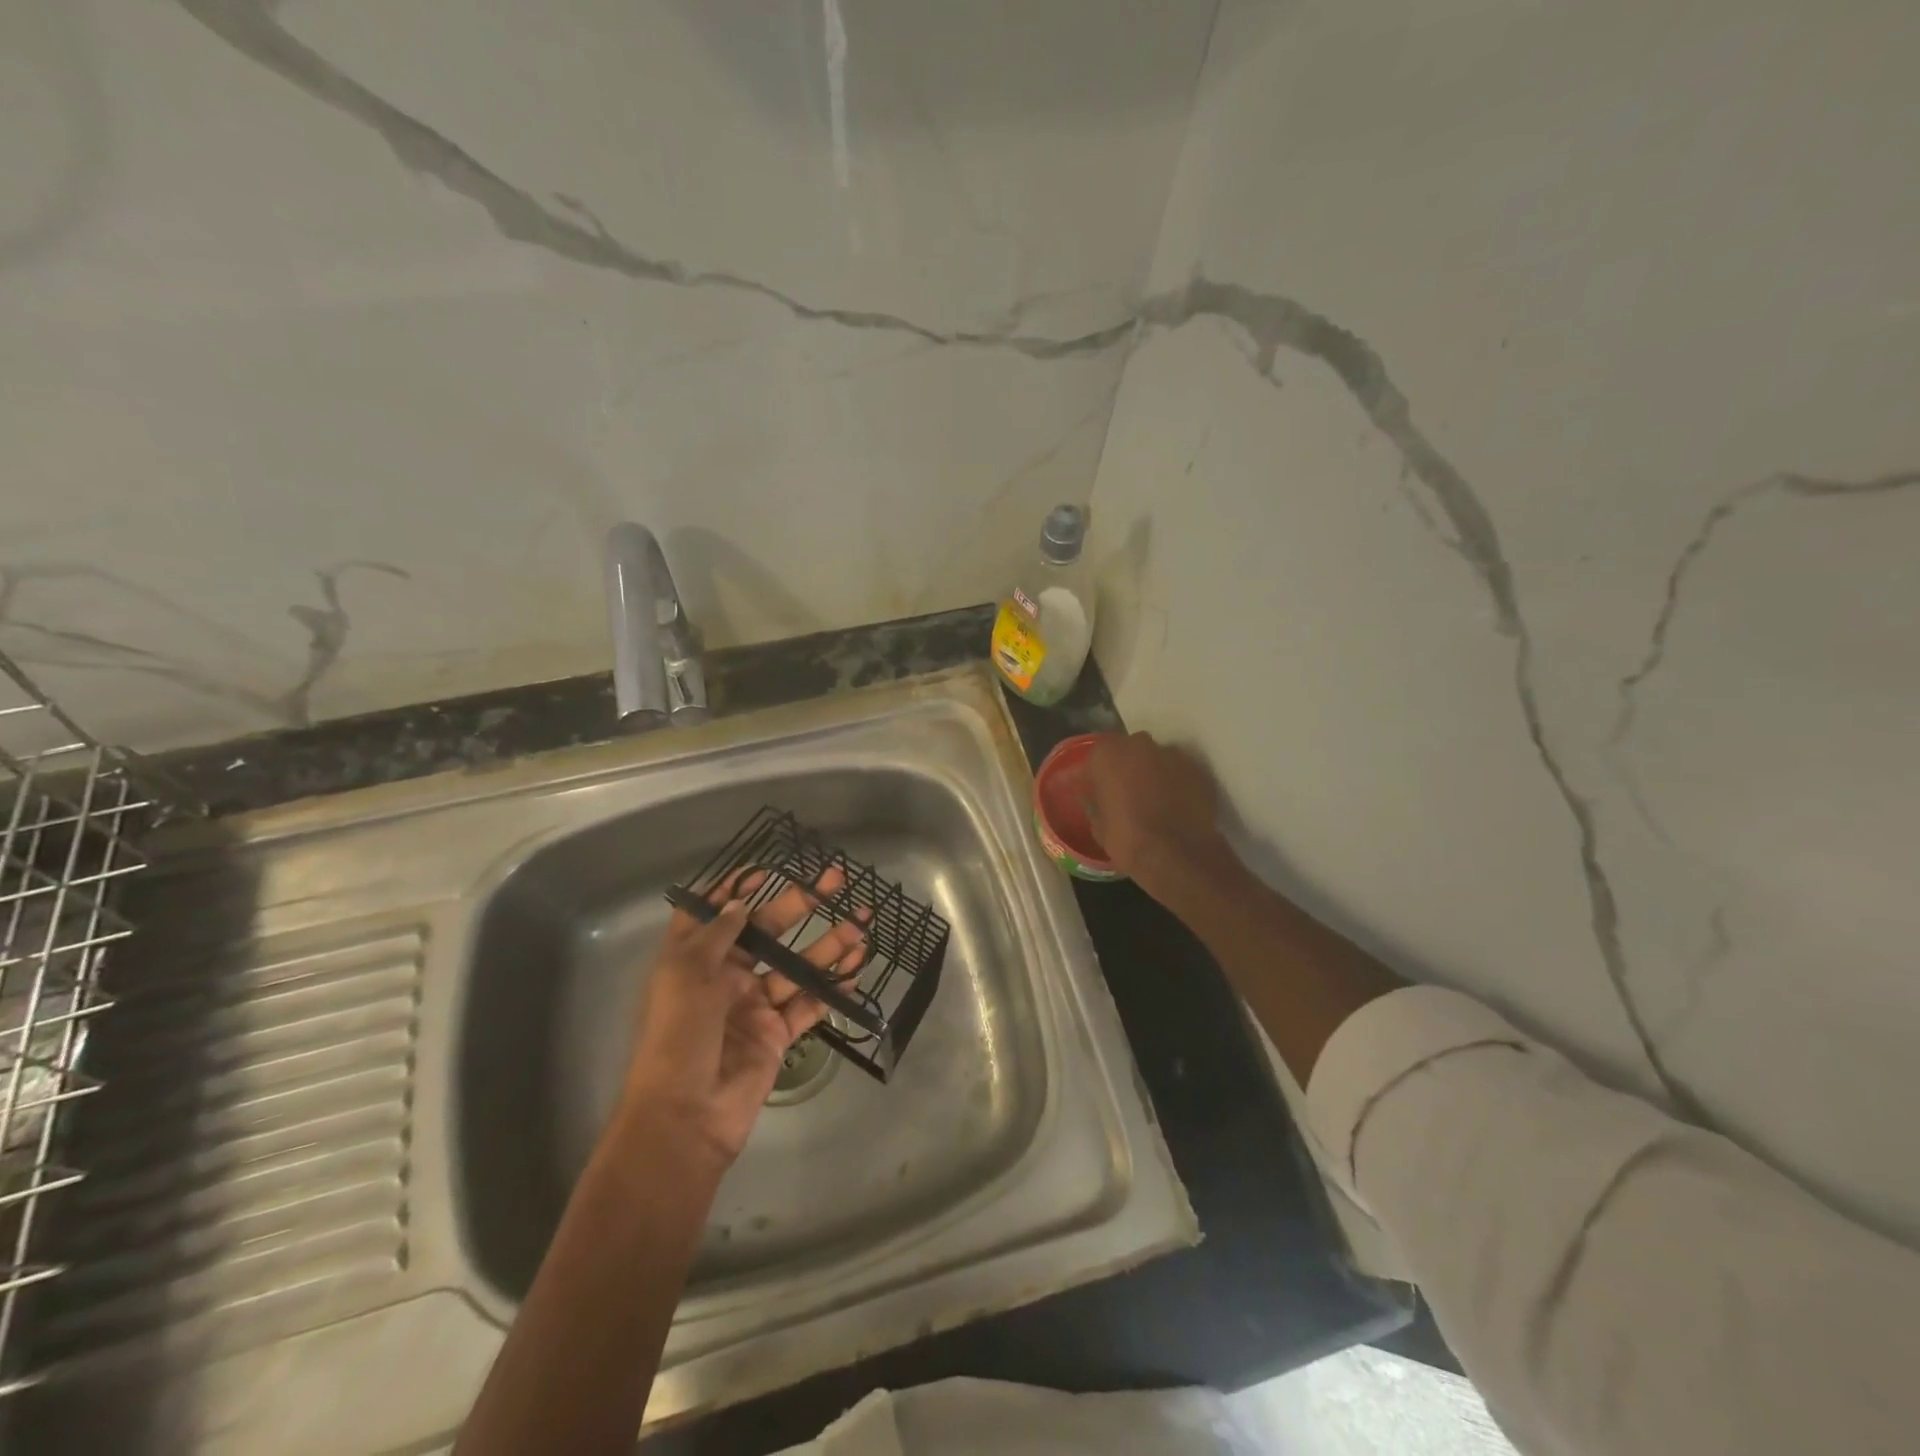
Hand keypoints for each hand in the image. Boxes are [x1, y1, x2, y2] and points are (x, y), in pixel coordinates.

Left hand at [616, 867, 867, 1170]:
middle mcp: (725, 978)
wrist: (686, 1117)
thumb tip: (740, 903)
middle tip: (835, 881)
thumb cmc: (678, 1036)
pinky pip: (808, 1005)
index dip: (734, 890)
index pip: (714, 915)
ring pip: (796, 967)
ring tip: (861, 924)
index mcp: (695, 960)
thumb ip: (719, 935)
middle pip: (768, 932)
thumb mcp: (686, 975)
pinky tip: (855, 970)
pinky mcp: (777, 1035)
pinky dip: (831, 989)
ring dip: (828, 946)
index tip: (765, 869)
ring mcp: (754, 1006)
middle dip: (801, 905)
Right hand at [1084, 731, 1226, 894]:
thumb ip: (1094, 802)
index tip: (1097, 790)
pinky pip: (1179, 773)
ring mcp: (1172, 755)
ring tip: (1153, 801)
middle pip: (1129, 751)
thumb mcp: (1098, 825)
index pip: (1096, 756)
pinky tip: (1174, 806)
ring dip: (1153, 774)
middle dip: (1127, 768)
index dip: (1097, 774)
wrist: (1177, 855)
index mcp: (1107, 753)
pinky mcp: (1197, 770)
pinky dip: (1175, 784)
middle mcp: (1139, 744)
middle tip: (1126, 793)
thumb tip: (1092, 796)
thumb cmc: (1127, 839)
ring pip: (1156, 759)